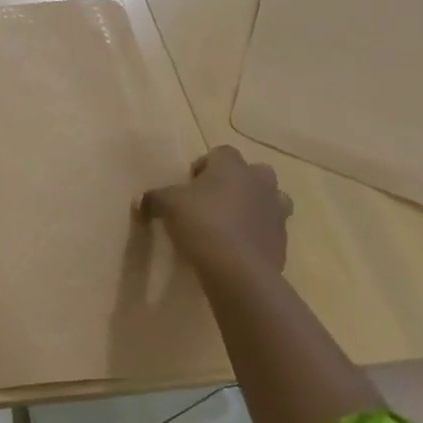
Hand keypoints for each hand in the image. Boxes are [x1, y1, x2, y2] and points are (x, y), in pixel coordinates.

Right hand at [141, 146, 292, 275]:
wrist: (238, 269)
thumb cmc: (201, 223)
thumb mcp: (166, 206)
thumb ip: (153, 198)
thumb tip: (140, 200)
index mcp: (232, 167)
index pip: (221, 152)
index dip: (205, 165)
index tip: (190, 183)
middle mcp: (260, 183)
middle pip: (253, 172)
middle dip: (236, 182)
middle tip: (213, 200)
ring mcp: (276, 211)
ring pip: (269, 199)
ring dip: (253, 205)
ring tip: (230, 222)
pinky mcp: (282, 239)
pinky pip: (269, 228)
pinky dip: (256, 233)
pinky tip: (236, 247)